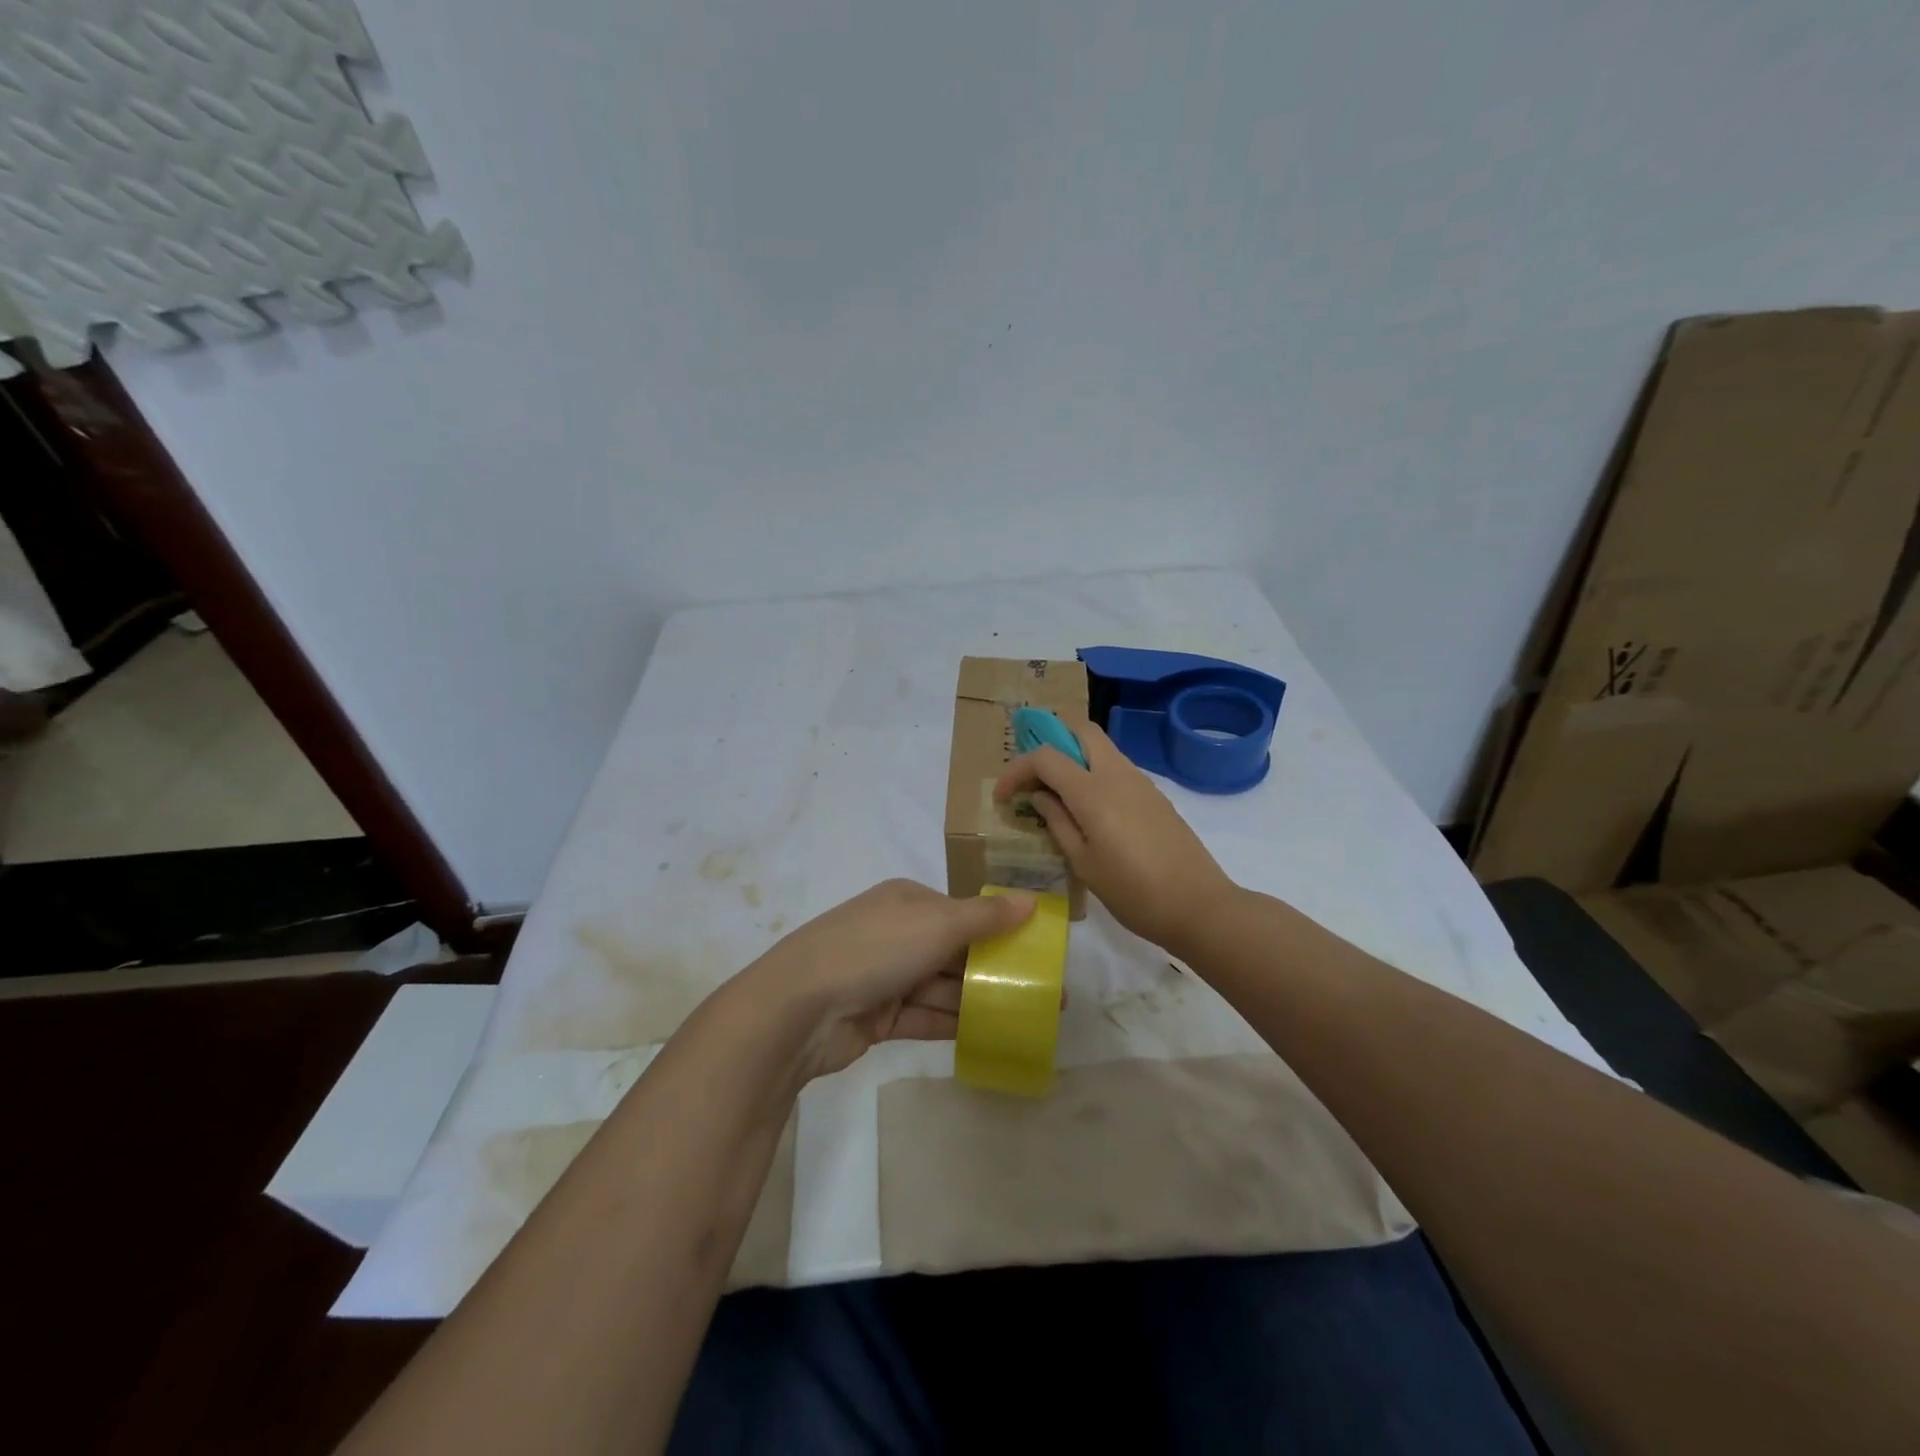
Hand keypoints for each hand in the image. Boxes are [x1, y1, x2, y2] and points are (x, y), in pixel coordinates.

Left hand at [737, 879, 1034, 1079]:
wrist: (799, 1007)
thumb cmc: (874, 949)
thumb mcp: (937, 924)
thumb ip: (986, 917)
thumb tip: (1032, 900)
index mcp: (907, 901)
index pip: (962, 913)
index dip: (1000, 930)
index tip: (1037, 951)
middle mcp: (897, 933)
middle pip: (955, 951)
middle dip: (996, 969)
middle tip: (1044, 992)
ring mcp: (886, 976)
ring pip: (943, 987)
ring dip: (981, 999)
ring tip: (1030, 1017)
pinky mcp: (878, 1017)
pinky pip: (926, 1017)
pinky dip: (955, 1023)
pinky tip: (994, 1034)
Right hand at [995, 719, 1236, 954]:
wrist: (1199, 906)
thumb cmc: (1133, 892)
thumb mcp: (1083, 863)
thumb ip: (1057, 822)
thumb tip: (1040, 796)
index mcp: (1093, 791)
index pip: (1046, 756)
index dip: (1017, 769)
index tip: (1002, 796)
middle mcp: (1117, 774)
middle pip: (1080, 731)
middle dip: (1050, 743)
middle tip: (1034, 778)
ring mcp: (1141, 782)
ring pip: (1101, 747)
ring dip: (1074, 758)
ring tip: (1056, 796)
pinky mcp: (1155, 795)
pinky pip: (1117, 768)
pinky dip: (1094, 773)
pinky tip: (1088, 810)